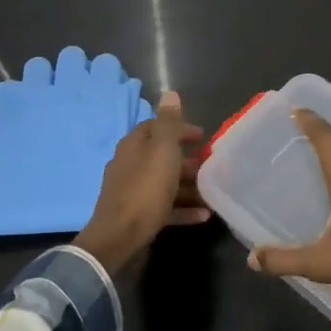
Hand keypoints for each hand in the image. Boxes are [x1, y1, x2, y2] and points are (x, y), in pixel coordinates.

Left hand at [75, 91, 207, 273]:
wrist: (118, 238)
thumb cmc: (145, 190)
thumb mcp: (162, 151)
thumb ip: (169, 123)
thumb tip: (170, 92)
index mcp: (133, 146)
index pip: (156, 127)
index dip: (180, 128)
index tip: (202, 136)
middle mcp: (129, 165)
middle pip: (161, 155)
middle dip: (187, 158)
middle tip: (210, 163)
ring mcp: (131, 191)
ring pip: (164, 182)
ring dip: (188, 185)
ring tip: (211, 189)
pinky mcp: (136, 215)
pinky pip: (164, 207)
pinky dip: (183, 208)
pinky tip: (203, 215)